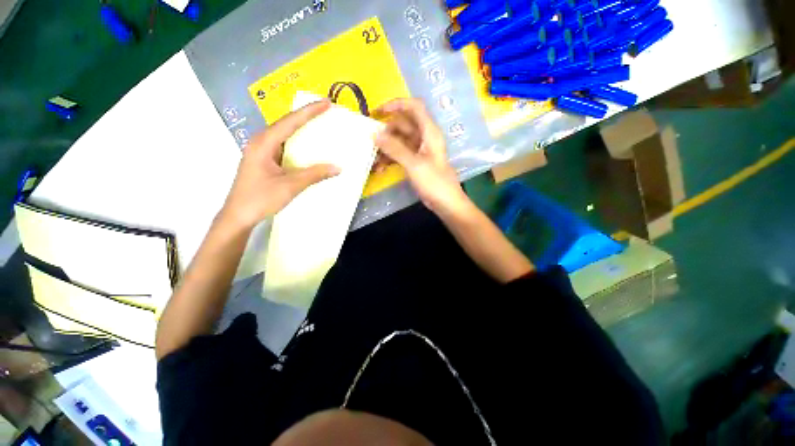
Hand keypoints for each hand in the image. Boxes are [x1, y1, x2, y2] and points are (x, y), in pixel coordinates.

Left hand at [220, 100, 339, 229]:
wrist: (238, 216)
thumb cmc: (261, 198)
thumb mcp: (290, 186)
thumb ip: (314, 174)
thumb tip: (338, 167)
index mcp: (264, 143)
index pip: (290, 122)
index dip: (310, 111)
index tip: (327, 102)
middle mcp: (261, 142)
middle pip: (286, 123)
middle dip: (306, 115)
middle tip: (325, 110)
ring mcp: (261, 151)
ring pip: (284, 134)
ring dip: (301, 128)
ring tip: (319, 124)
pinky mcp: (264, 160)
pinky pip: (283, 145)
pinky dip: (297, 142)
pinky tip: (307, 146)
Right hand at [374, 98, 472, 218]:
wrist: (446, 203)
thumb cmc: (434, 182)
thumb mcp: (414, 164)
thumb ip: (395, 148)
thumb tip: (375, 134)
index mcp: (429, 132)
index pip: (414, 107)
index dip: (397, 104)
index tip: (378, 112)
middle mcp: (424, 137)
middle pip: (403, 124)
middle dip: (386, 131)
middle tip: (371, 141)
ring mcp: (419, 150)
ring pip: (399, 141)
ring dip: (386, 148)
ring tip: (373, 159)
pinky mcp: (415, 162)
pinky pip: (400, 154)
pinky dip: (390, 159)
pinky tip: (380, 168)